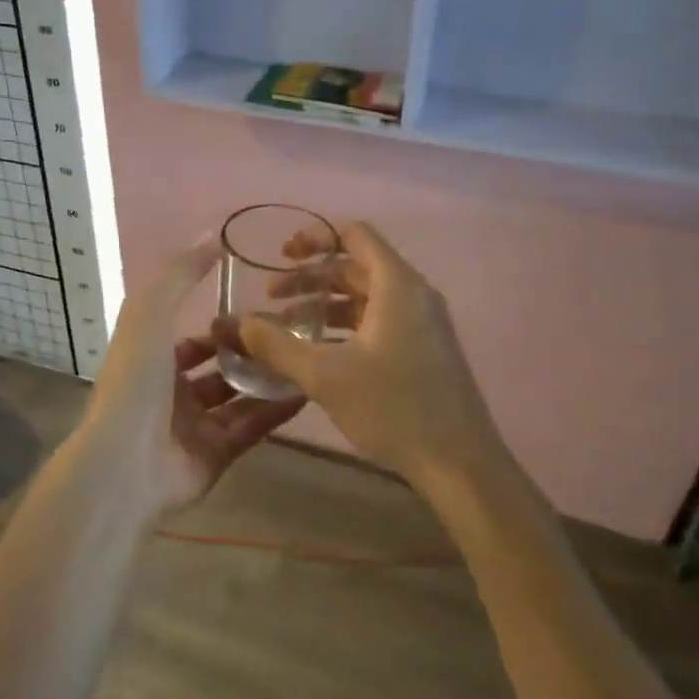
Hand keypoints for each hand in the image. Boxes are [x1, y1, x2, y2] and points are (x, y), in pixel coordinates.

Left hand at [83, 239, 303, 514]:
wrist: (125, 463)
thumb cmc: (135, 382)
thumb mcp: (151, 314)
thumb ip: (180, 275)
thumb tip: (212, 236)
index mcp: (151, 361)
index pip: (190, 338)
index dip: (220, 324)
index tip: (258, 306)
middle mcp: (171, 394)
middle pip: (219, 368)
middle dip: (250, 352)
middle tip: (291, 334)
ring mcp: (193, 428)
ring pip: (239, 398)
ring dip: (268, 380)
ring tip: (306, 358)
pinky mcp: (215, 457)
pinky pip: (250, 427)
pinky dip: (275, 411)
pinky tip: (306, 390)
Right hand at [233, 221, 494, 486]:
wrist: (459, 464)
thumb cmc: (393, 408)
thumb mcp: (324, 376)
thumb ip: (277, 345)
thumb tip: (239, 323)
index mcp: (396, 285)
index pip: (354, 235)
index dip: (315, 237)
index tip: (281, 256)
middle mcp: (413, 294)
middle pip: (356, 266)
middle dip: (310, 278)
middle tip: (271, 298)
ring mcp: (422, 323)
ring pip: (365, 297)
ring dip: (325, 305)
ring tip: (286, 328)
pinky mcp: (424, 350)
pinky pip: (378, 320)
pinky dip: (345, 326)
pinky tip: (318, 353)